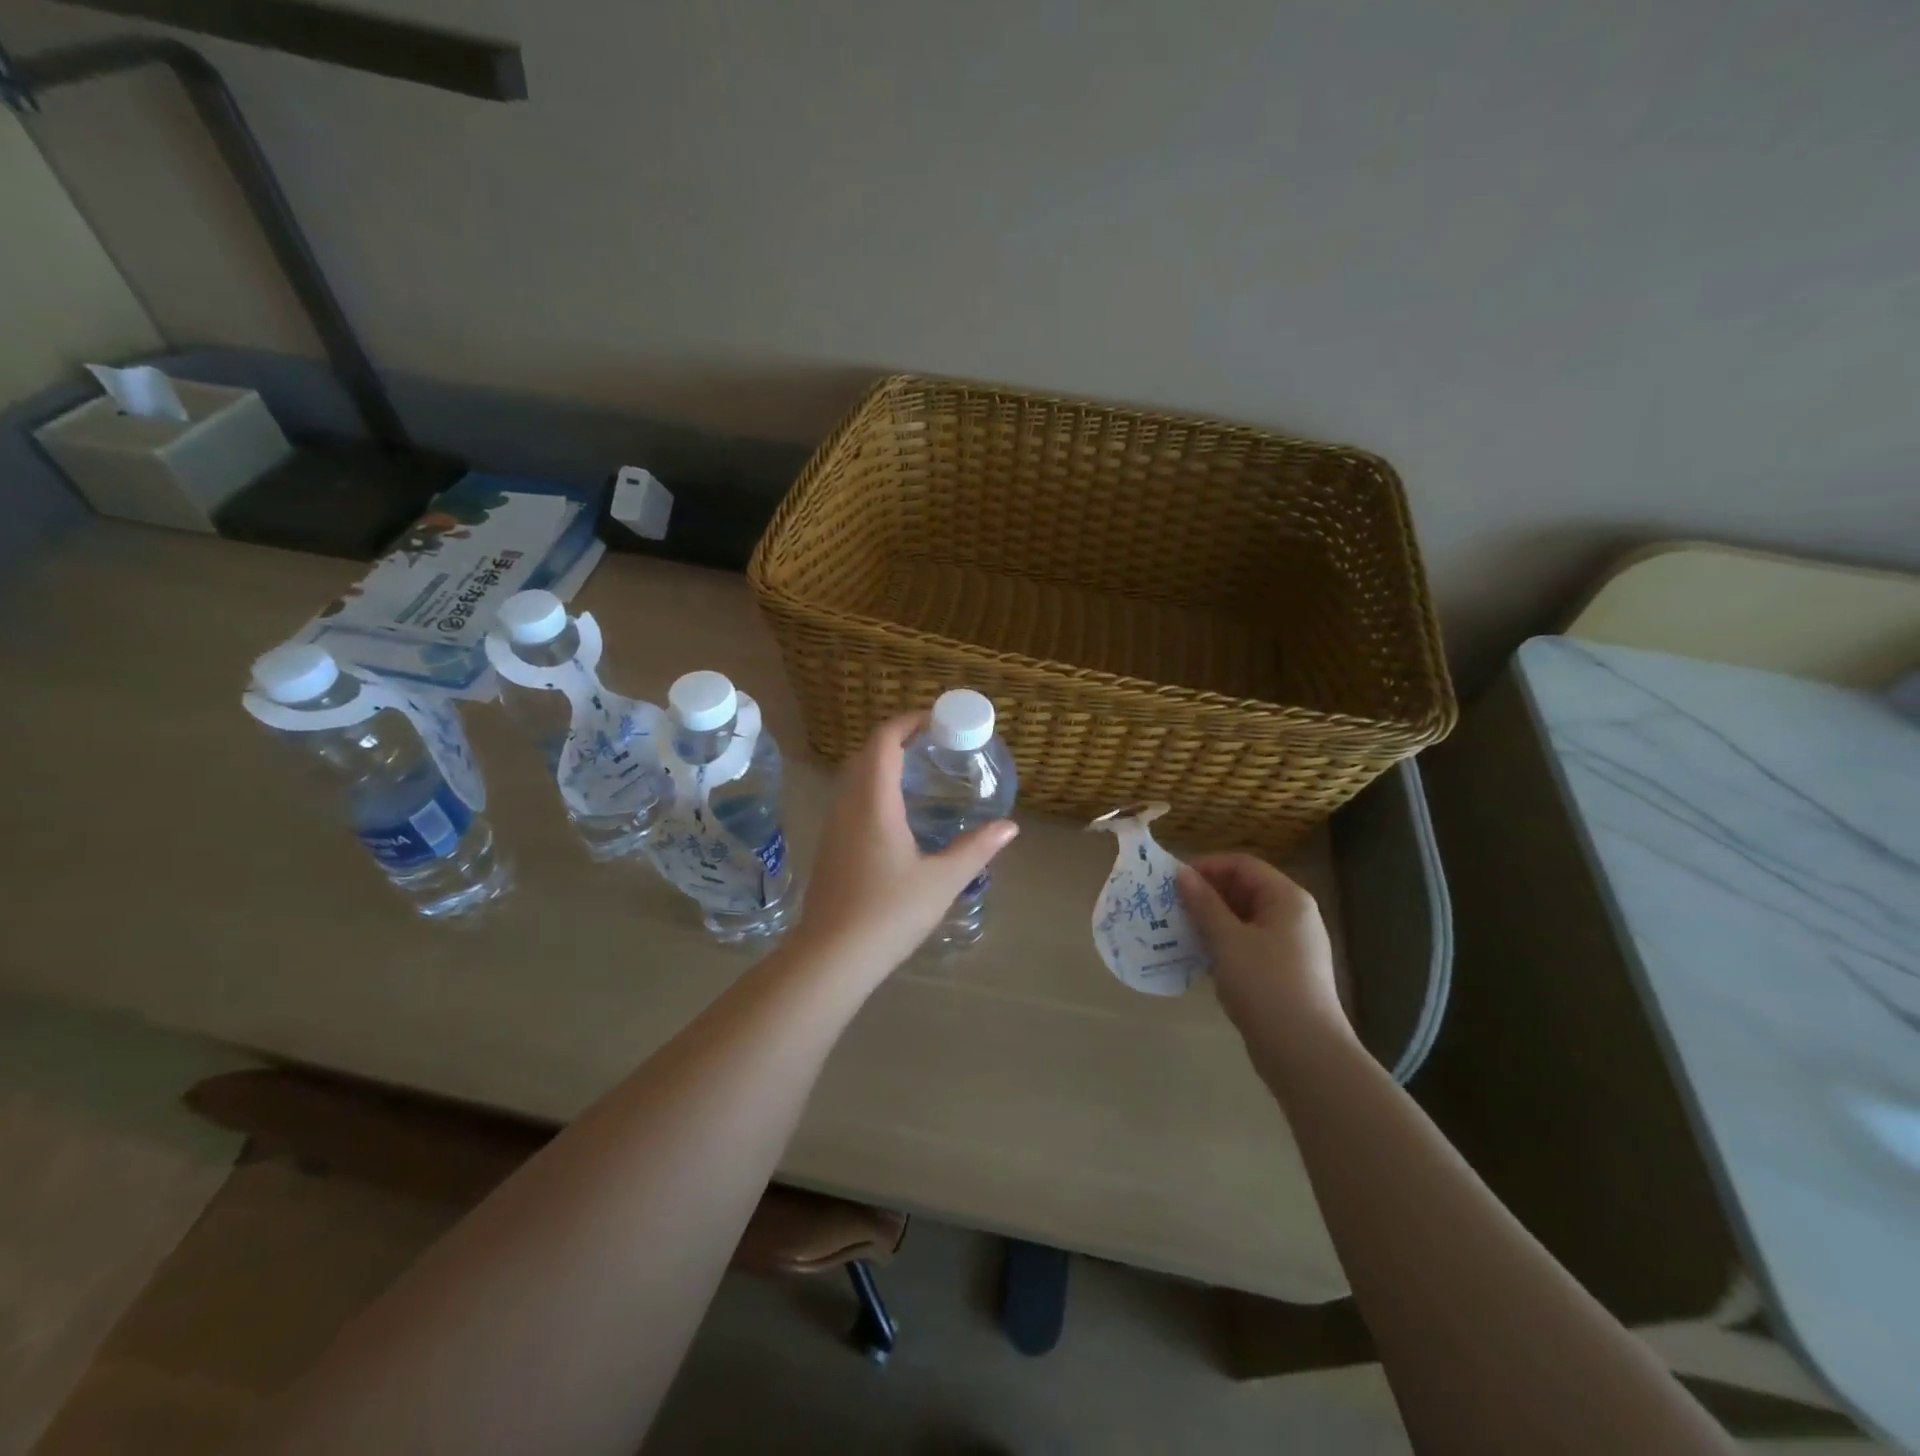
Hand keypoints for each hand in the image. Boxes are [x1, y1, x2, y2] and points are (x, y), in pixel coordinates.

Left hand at [790, 713, 1018, 981]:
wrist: (831, 957)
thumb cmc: (888, 913)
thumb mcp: (942, 881)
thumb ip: (977, 849)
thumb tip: (1009, 827)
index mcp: (874, 802)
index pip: (884, 740)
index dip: (908, 721)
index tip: (936, 721)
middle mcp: (848, 805)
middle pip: (867, 754)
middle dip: (898, 739)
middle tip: (934, 746)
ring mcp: (834, 826)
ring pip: (854, 777)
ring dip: (882, 764)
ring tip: (919, 774)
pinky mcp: (830, 847)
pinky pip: (850, 800)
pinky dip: (872, 789)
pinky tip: (896, 815)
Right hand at [1177, 853, 1348, 1045]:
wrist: (1305, 1054)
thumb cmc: (1265, 986)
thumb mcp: (1227, 941)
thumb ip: (1203, 904)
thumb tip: (1182, 874)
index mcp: (1287, 898)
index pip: (1242, 865)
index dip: (1206, 867)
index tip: (1172, 881)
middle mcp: (1293, 916)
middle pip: (1244, 889)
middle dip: (1206, 894)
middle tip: (1170, 906)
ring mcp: (1290, 945)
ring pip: (1243, 918)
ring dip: (1210, 920)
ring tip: (1177, 930)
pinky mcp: (1283, 971)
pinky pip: (1247, 943)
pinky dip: (1223, 943)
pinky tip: (1198, 957)